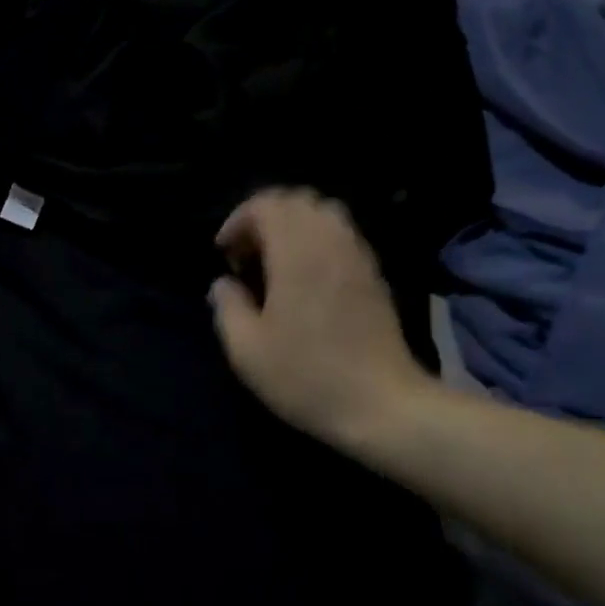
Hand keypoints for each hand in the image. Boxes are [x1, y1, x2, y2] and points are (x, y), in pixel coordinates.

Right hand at [209, 189, 432, 451]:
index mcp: (297, 254)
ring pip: (324, 213)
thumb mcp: (246, 349)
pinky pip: (341, 234)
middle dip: (265, 217)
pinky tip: (304, 278)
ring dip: (292, 227)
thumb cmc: (306, 376)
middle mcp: (330, 243)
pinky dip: (316, 240)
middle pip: (297, 200)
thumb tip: (223, 284)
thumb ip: (227, 306)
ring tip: (274, 263)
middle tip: (248, 255)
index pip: (267, 204)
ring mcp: (358, 256)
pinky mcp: (373, 274)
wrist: (382, 406)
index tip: (225, 254)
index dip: (238, 219)